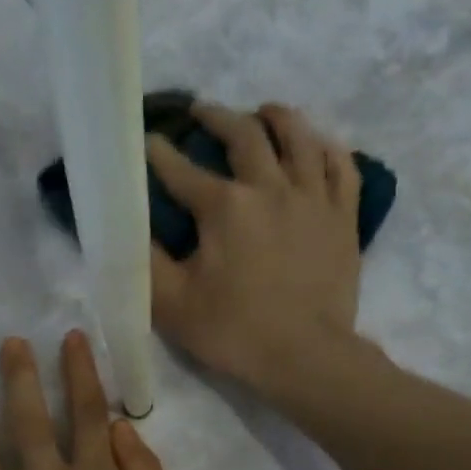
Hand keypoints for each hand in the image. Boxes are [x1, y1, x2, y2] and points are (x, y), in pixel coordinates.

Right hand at [148, 101, 364, 395]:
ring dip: (277, 118)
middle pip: (244, 135)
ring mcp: (313, 198)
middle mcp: (270, 187)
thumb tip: (127, 226)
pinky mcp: (343, 216)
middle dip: (216, 118)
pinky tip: (316, 146)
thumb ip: (144, 260)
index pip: (181, 170)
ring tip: (263, 112)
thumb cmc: (232, 331)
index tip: (147, 141)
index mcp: (225, 207)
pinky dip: (326, 148)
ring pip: (299, 137)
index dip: (159, 153)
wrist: (305, 357)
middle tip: (201, 113)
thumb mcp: (170, 302)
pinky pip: (341, 166)